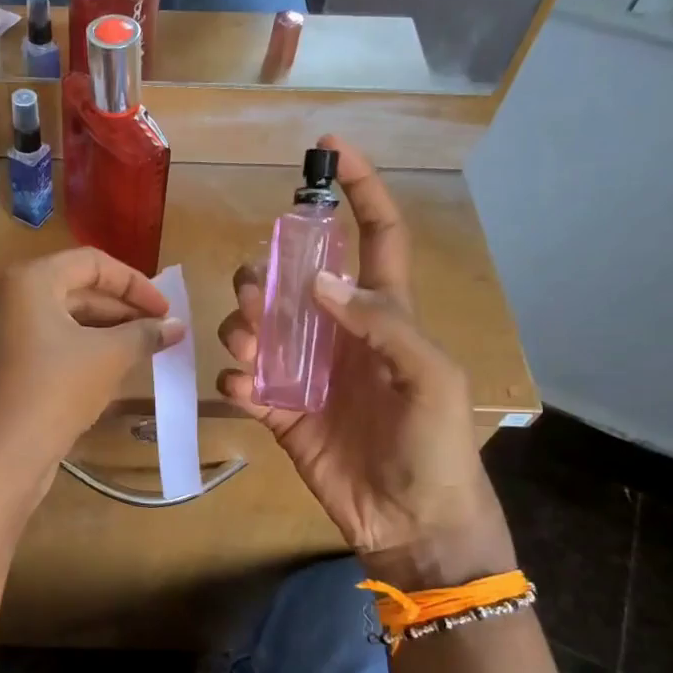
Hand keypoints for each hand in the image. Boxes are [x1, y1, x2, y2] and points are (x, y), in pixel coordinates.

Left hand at [0, 248, 182, 508]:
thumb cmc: (55, 391)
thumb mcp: (109, 357)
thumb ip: (145, 334)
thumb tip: (177, 325)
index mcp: (28, 281)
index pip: (91, 263)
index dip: (135, 283)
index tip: (166, 310)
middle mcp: (5, 298)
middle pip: (74, 289)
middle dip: (121, 310)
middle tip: (158, 332)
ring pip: (60, 320)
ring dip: (103, 332)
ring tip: (141, 351)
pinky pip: (45, 344)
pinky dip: (78, 350)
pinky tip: (107, 370)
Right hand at [217, 137, 515, 588]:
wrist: (411, 523)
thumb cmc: (434, 448)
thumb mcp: (430, 379)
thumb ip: (383, 324)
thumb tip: (317, 280)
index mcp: (385, 314)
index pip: (373, 236)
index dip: (358, 191)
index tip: (327, 149)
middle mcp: (339, 333)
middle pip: (290, 280)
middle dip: (265, 275)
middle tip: (256, 296)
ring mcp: (306, 372)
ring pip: (257, 326)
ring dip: (243, 328)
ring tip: (249, 353)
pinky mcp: (281, 410)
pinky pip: (245, 382)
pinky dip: (238, 382)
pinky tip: (251, 396)